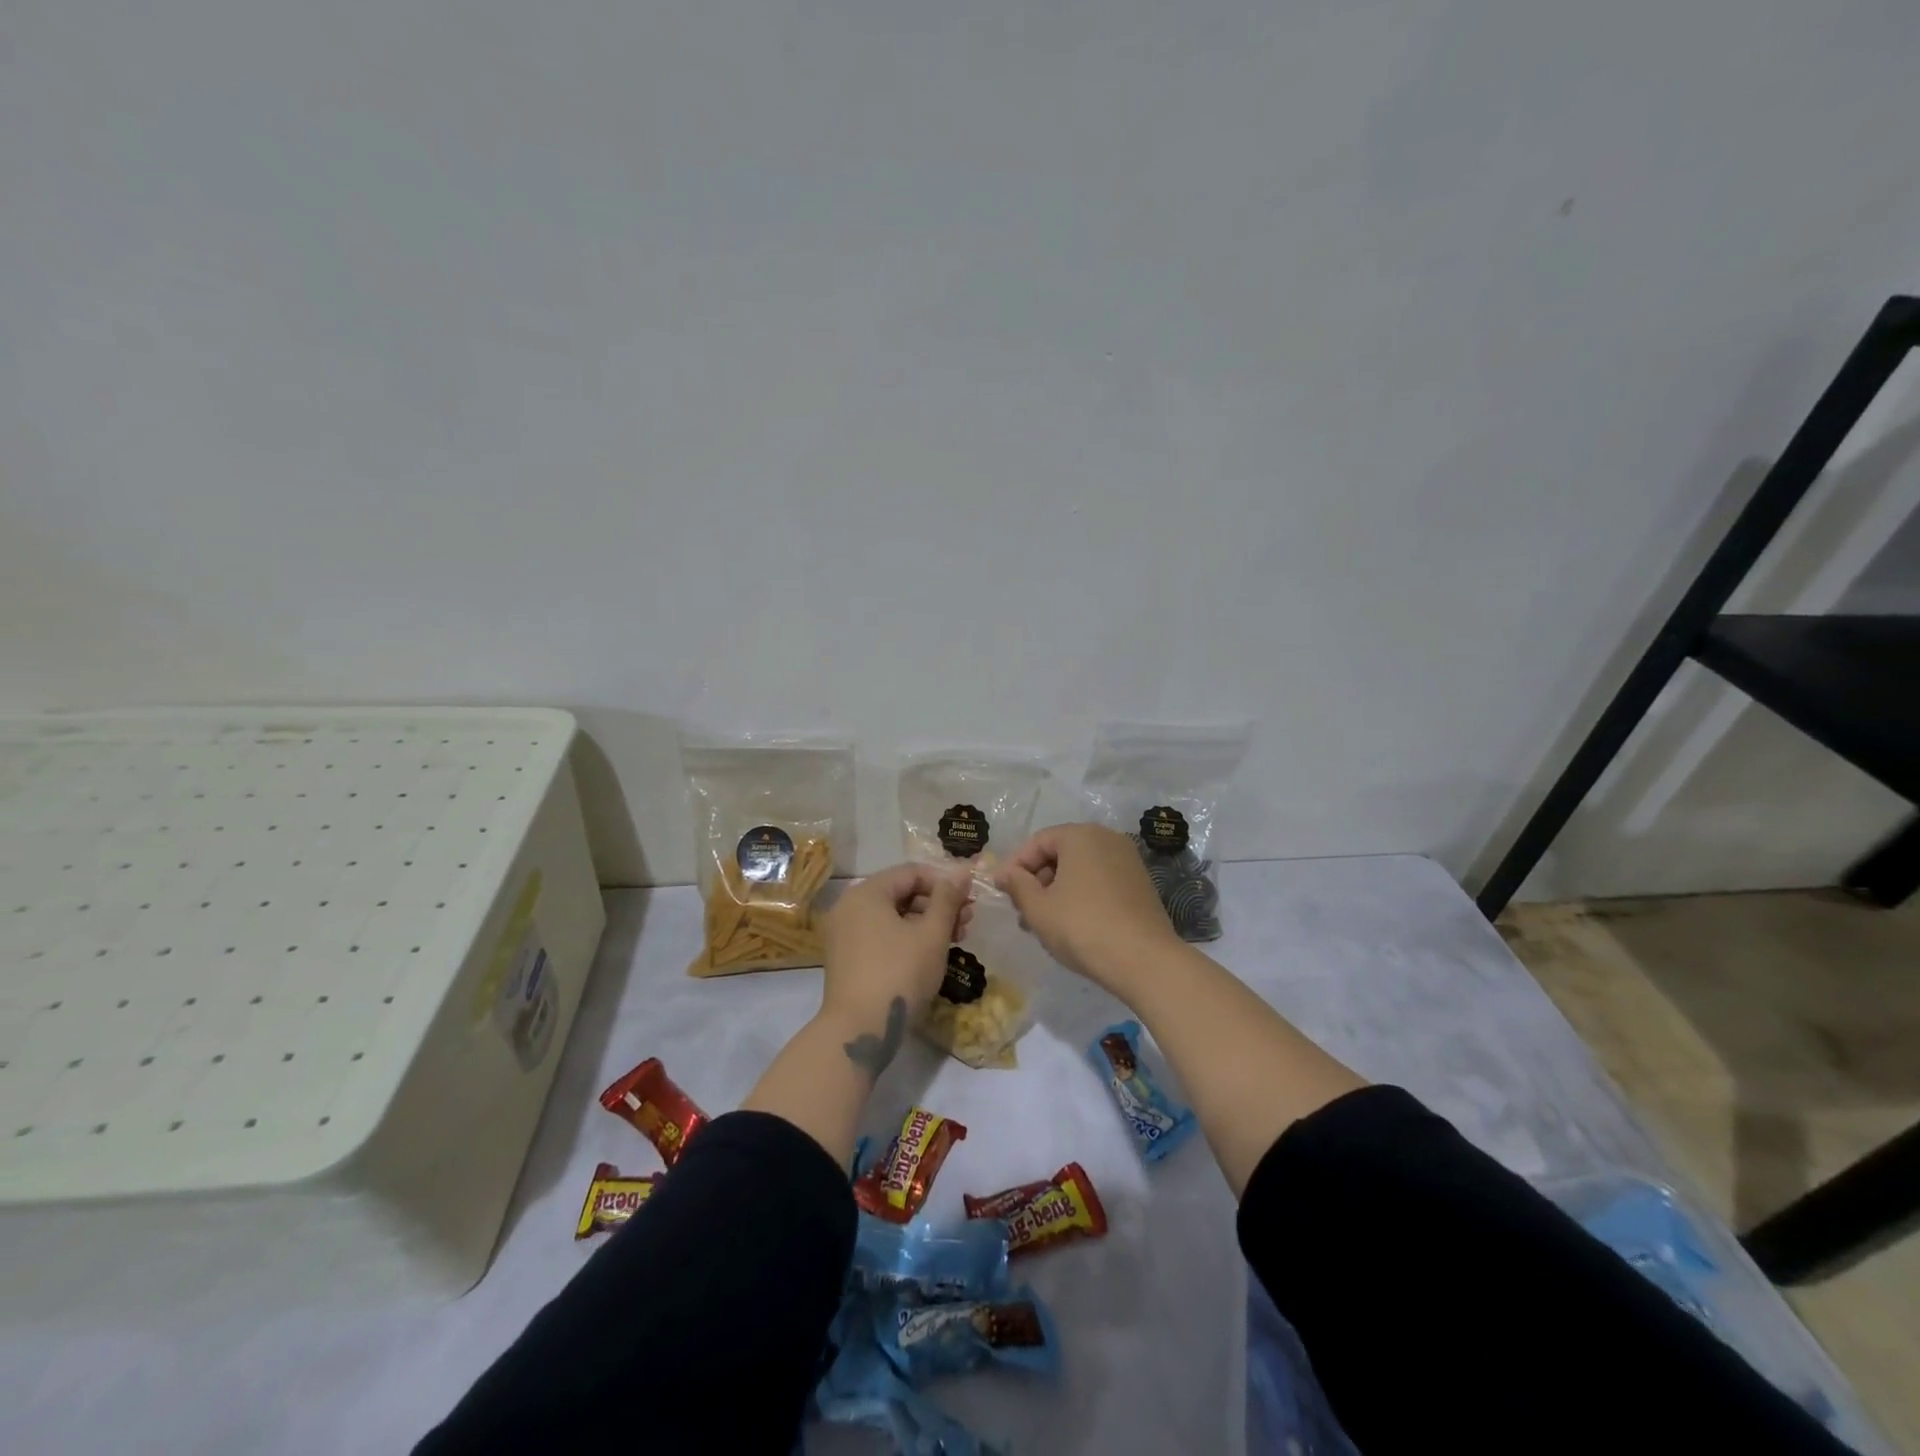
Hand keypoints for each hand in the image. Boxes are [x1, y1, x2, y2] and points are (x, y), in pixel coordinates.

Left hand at [822, 861, 972, 1031]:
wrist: (858, 1030)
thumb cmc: (899, 973)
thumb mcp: (931, 934)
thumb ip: (948, 898)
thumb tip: (962, 870)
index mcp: (866, 892)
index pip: (911, 873)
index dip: (944, 882)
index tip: (970, 899)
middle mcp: (849, 906)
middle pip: (900, 893)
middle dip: (937, 904)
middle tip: (967, 921)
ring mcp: (843, 933)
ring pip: (891, 916)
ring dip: (924, 922)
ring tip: (955, 939)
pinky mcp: (845, 958)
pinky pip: (879, 935)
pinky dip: (905, 938)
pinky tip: (929, 953)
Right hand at [994, 824, 1178, 991]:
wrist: (1145, 960)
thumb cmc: (1082, 927)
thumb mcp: (1038, 908)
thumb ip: (1017, 885)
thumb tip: (1005, 873)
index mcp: (1080, 835)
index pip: (1037, 842)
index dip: (1015, 866)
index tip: (1002, 892)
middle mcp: (1107, 838)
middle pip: (1060, 853)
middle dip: (1037, 881)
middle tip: (1022, 911)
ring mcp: (1128, 860)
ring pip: (1080, 869)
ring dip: (1057, 891)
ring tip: (1043, 924)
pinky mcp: (1140, 883)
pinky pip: (1100, 881)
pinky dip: (1081, 895)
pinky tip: (1072, 925)